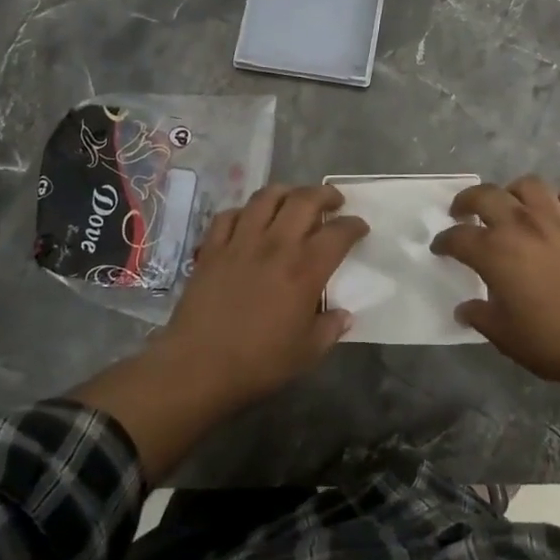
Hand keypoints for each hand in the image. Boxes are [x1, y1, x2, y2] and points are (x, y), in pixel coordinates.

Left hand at [154, 183, 368, 407]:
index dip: (354, 225)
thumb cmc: (259, 363)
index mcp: (305, 269)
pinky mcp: (212, 248)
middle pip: (304, 200)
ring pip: (266, 197)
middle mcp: (276, 245)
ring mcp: (240, 242)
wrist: (198, 367)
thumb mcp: (307, 352)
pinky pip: (229, 215)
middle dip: (325, 194)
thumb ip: (330, 328)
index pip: (338, 233)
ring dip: (286, 192)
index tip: (360, 227)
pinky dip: (244, 211)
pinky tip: (249, 220)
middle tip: (333, 201)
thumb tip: (343, 315)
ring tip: (293, 200)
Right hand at [431, 176, 559, 392]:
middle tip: (462, 212)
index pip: (459, 237)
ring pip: (529, 186)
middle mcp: (522, 226)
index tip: (440, 248)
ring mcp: (559, 221)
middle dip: (467, 200)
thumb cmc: (553, 342)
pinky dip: (557, 201)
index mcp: (495, 252)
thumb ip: (480, 316)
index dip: (444, 241)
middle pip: (486, 195)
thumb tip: (465, 309)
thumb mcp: (504, 336)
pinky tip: (554, 214)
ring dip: (512, 192)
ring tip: (510, 205)